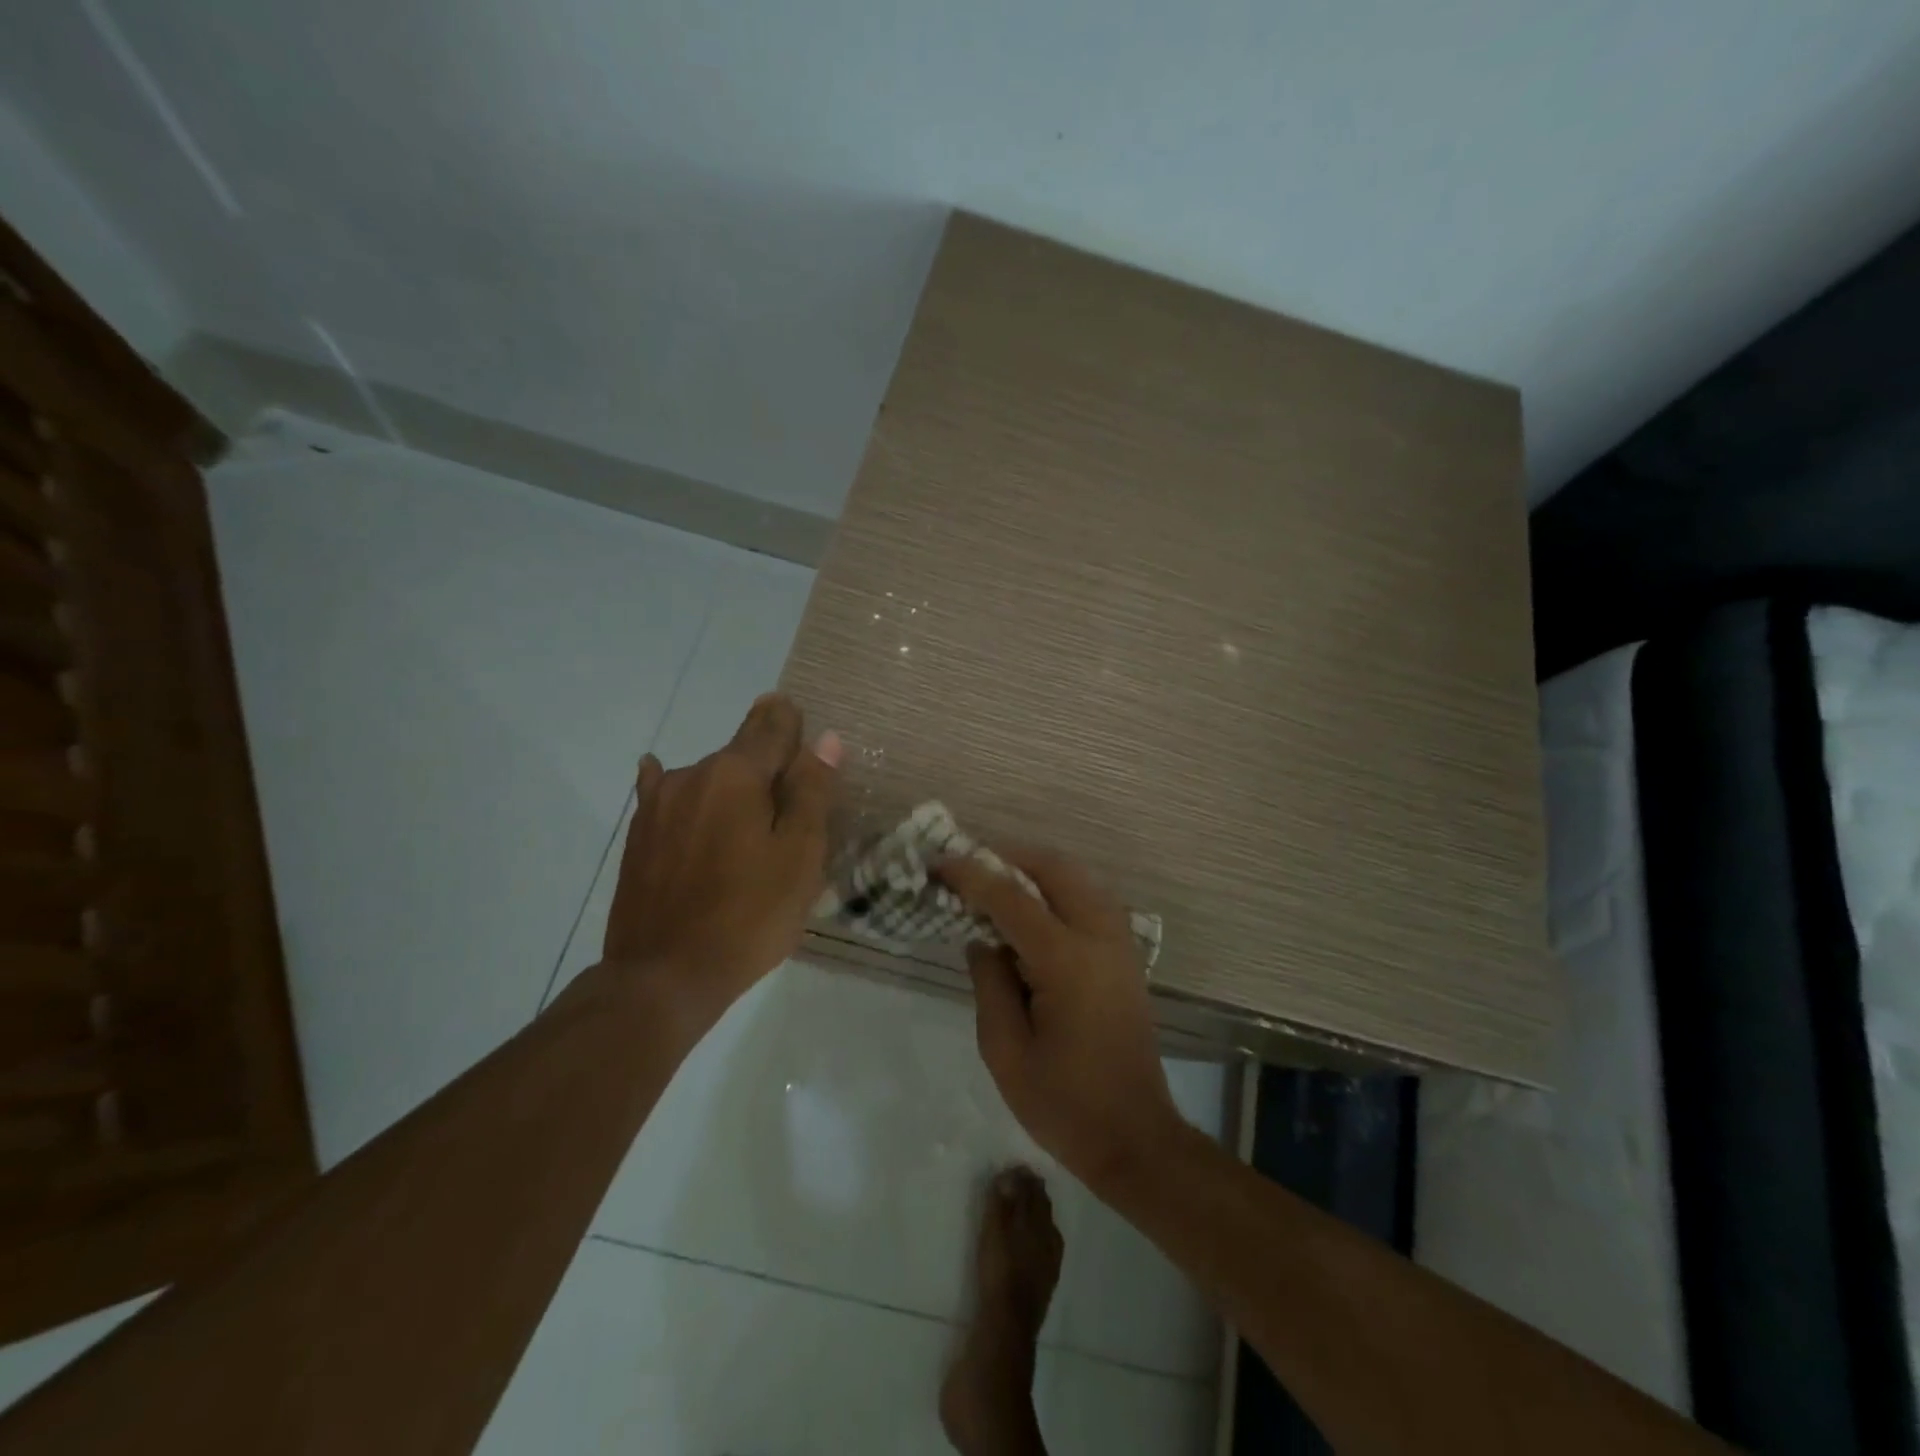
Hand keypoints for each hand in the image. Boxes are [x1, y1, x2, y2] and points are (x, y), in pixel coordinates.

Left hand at [602, 693, 840, 1018]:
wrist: (663, 976)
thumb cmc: (748, 916)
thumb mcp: (799, 856)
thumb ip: (812, 791)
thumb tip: (825, 739)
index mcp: (737, 773)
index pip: (773, 724)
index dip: (795, 724)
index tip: (806, 735)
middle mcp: (692, 774)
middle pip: (742, 752)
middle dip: (769, 766)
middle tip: (790, 807)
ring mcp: (658, 804)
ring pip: (709, 777)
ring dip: (732, 788)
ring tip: (747, 831)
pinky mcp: (638, 835)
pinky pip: (669, 796)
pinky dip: (684, 792)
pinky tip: (669, 784)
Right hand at [940, 850, 1184, 1188]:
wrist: (1136, 1138)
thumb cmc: (1064, 1104)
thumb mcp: (1005, 1051)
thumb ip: (989, 983)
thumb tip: (981, 939)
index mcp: (1066, 961)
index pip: (1011, 898)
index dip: (972, 875)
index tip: (938, 863)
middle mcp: (1099, 937)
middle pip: (1055, 868)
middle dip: (1009, 856)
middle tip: (969, 864)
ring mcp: (1119, 943)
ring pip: (1078, 877)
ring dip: (1035, 868)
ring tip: (994, 879)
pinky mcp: (1126, 956)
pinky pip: (1090, 898)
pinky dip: (1058, 887)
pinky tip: (1031, 907)